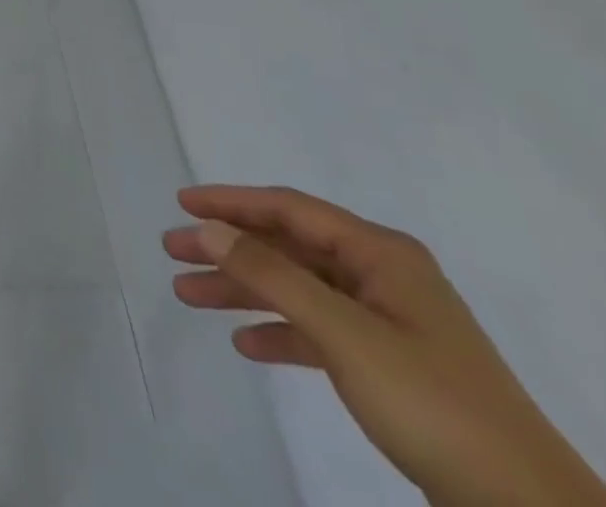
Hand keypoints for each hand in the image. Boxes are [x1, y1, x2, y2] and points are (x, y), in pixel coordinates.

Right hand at [165, 186, 605, 506]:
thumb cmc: (433, 403)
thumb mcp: (344, 333)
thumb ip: (271, 274)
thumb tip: (207, 227)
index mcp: (380, 254)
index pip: (289, 209)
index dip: (231, 202)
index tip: (181, 204)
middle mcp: (381, 276)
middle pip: (287, 247)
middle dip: (228, 248)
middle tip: (172, 251)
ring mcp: (387, 322)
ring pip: (296, 288)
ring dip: (243, 290)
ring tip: (188, 295)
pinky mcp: (389, 366)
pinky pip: (318, 331)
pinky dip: (280, 332)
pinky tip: (247, 345)